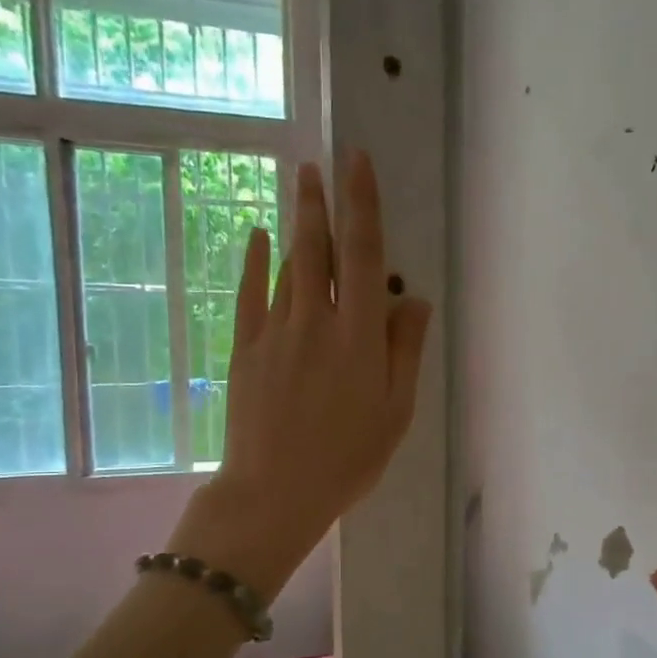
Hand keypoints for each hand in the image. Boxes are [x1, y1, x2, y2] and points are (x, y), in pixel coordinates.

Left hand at [172, 151, 431, 592]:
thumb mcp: (396, 412)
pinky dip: (253, 261)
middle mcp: (316, 322)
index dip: (362, 206)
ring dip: (296, 226)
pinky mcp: (245, 350)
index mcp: (359, 338)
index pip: (363, 256)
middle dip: (320, 202)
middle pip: (317, 249)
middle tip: (318, 164)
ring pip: (287, 268)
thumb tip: (411, 299)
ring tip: (301, 192)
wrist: (274, 493)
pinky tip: (255, 236)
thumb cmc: (348, 459)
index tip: (357, 164)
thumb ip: (405, 351)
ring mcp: (275, 333)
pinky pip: (250, 293)